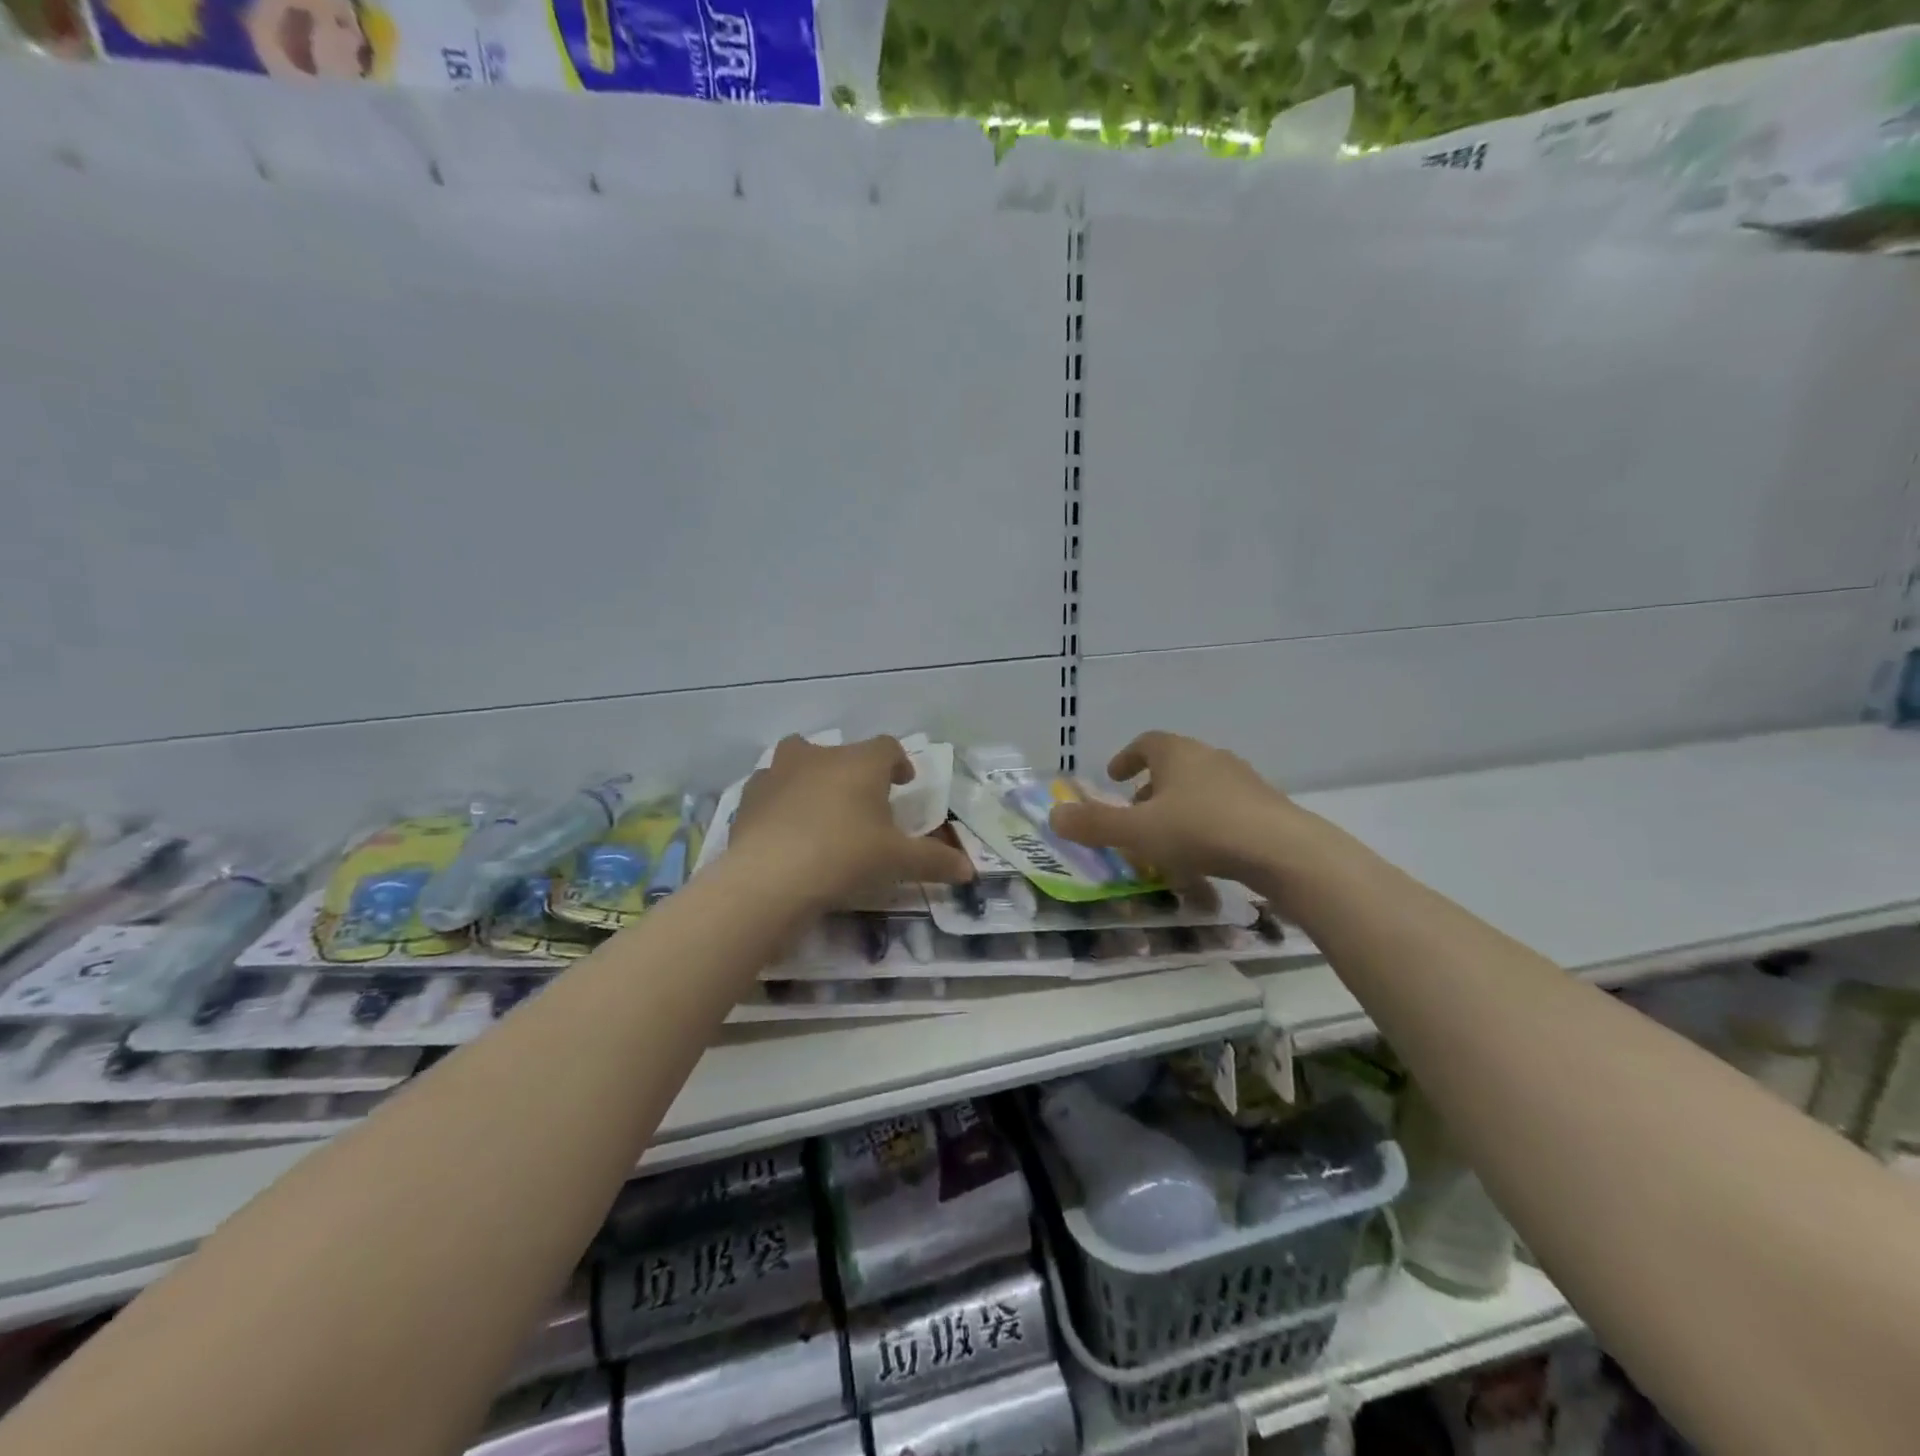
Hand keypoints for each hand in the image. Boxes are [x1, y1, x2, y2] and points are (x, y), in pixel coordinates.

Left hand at [731, 736, 974, 909]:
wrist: (769, 877)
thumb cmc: (845, 856)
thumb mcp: (897, 862)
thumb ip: (935, 861)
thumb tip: (969, 871)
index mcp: (861, 762)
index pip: (887, 747)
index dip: (898, 763)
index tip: (903, 784)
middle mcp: (819, 755)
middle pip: (841, 752)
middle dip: (853, 772)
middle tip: (862, 804)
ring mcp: (778, 772)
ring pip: (798, 761)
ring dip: (811, 779)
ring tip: (819, 812)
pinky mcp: (748, 796)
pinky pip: (770, 790)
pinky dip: (780, 802)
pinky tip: (784, 830)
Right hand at [1047, 731, 1314, 887]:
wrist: (1283, 850)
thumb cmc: (1201, 831)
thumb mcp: (1137, 833)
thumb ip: (1094, 825)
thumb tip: (1053, 815)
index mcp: (1177, 754)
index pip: (1146, 743)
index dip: (1126, 758)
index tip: (1114, 776)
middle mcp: (1210, 758)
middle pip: (1175, 764)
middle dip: (1151, 787)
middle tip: (1136, 812)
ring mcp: (1243, 780)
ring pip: (1201, 787)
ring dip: (1180, 806)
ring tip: (1168, 837)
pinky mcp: (1266, 806)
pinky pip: (1225, 808)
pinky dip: (1207, 822)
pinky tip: (1205, 854)